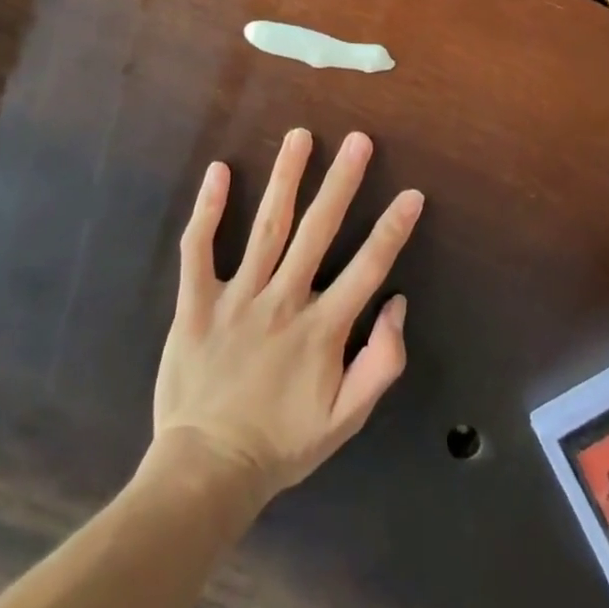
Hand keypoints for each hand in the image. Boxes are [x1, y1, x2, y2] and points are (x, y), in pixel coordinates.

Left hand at [153, 129, 423, 508]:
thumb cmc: (281, 442)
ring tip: (299, 136)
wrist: (207, 471)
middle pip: (317, 231)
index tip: (412, 193)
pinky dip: (208, 209)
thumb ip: (381, 362)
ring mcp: (238, 297)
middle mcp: (283, 301)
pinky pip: (199, 249)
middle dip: (341, 182)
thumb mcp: (345, 418)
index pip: (367, 268)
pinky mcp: (197, 302)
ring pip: (266, 226)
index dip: (393, 229)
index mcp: (322, 329)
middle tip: (358, 140)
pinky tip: (217, 170)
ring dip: (285, 178)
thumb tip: (397, 303)